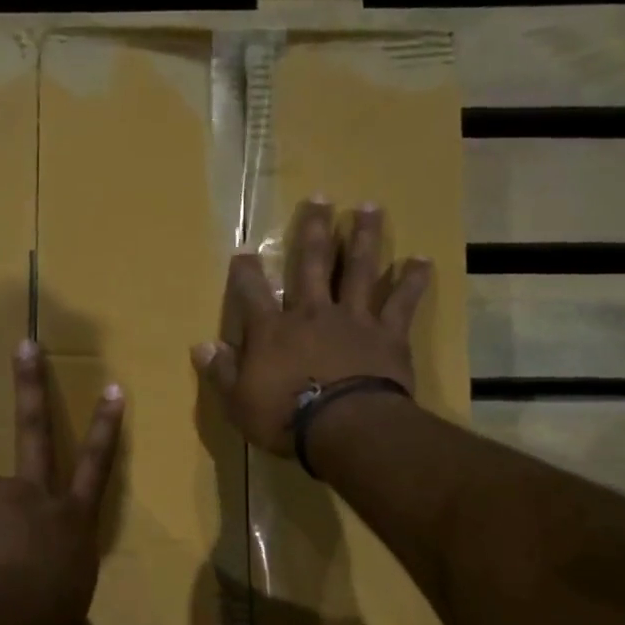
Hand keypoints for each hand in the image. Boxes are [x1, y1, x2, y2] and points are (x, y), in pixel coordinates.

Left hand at [0, 341, 127, 624]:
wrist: (4, 616)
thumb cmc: (49, 619)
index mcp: (74, 520)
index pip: (97, 465)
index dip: (106, 426)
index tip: (112, 387)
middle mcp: (42, 497)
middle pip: (37, 430)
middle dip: (32, 383)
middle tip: (25, 343)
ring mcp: (5, 496)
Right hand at [191, 198, 429, 454]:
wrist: (344, 426)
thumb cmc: (284, 418)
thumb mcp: (238, 402)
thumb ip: (221, 372)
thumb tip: (202, 347)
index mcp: (272, 330)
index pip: (252, 292)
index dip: (245, 272)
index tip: (244, 252)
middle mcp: (312, 313)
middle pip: (313, 263)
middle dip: (314, 230)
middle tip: (320, 198)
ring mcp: (353, 319)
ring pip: (359, 269)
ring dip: (363, 237)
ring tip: (368, 207)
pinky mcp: (388, 334)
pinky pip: (402, 302)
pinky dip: (412, 280)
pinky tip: (421, 259)